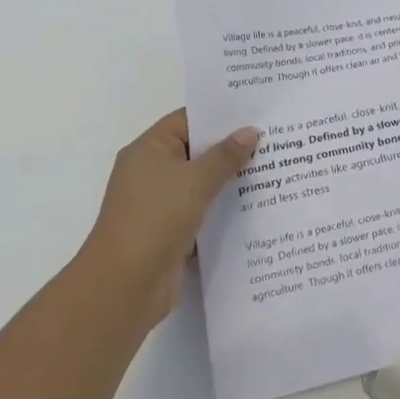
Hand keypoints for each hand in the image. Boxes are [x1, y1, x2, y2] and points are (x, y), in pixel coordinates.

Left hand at [81, 109, 259, 328]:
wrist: (124, 286)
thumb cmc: (155, 219)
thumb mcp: (195, 181)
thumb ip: (226, 155)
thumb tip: (251, 132)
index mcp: (148, 150)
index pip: (188, 120)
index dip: (220, 115)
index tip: (256, 112)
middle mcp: (151, 172)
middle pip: (197, 151)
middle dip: (233, 147)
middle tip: (274, 139)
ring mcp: (160, 203)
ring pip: (202, 183)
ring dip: (231, 179)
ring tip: (274, 168)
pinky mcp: (171, 231)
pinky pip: (203, 210)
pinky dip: (225, 207)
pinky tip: (257, 204)